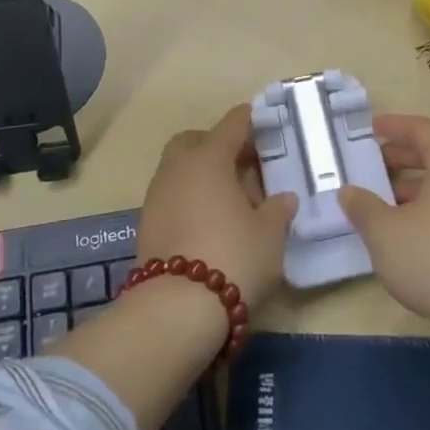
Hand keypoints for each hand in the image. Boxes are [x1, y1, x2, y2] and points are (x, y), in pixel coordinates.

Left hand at [135, 104, 297, 313]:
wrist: (176, 309)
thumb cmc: (234, 256)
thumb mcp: (270, 233)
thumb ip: (278, 209)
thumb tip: (283, 198)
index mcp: (208, 158)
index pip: (232, 124)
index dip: (251, 120)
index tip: (266, 121)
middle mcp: (177, 169)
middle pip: (195, 141)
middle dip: (218, 145)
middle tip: (245, 164)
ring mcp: (156, 196)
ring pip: (181, 170)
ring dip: (204, 175)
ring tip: (233, 198)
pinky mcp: (146, 225)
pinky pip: (173, 196)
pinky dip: (191, 198)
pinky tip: (212, 221)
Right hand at [338, 114, 429, 329]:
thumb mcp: (385, 232)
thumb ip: (362, 207)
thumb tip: (349, 192)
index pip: (423, 130)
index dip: (394, 126)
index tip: (369, 130)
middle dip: (399, 159)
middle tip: (369, 168)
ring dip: (410, 191)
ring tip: (379, 206)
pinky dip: (425, 213)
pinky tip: (403, 238)